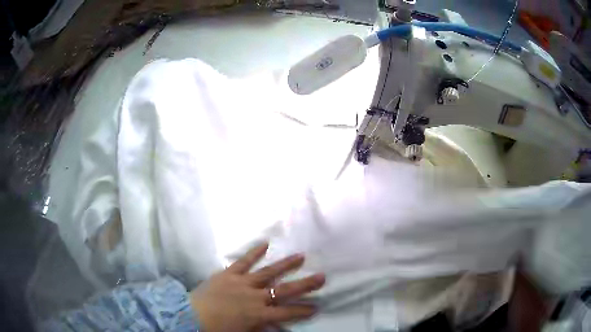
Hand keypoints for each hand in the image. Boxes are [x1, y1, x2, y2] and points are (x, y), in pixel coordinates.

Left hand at [190, 243, 324, 331]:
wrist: (190, 316)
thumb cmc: (218, 329)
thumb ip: (262, 329)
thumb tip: (278, 328)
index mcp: (258, 314)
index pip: (287, 312)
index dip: (303, 310)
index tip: (317, 306)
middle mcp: (254, 297)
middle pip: (284, 290)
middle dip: (305, 285)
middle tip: (321, 277)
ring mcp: (242, 283)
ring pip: (268, 272)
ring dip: (285, 265)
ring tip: (300, 256)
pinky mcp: (228, 274)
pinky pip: (243, 262)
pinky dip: (254, 252)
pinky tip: (265, 243)